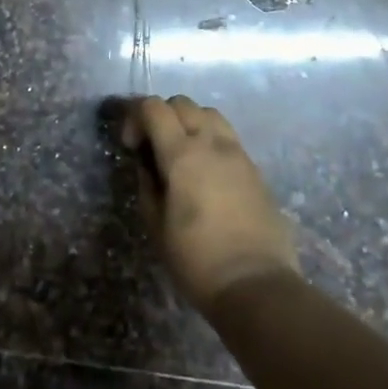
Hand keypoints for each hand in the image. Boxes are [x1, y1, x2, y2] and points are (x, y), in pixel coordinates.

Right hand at [119, 95, 300, 311]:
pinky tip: (206, 170)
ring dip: (189, 122)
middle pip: (182, 103)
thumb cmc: (197, 260)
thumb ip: (148, 185)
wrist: (256, 285)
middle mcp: (212, 143)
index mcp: (182, 153)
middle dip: (161, 115)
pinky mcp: (255, 169)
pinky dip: (210, 139)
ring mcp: (238, 153)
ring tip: (182, 152)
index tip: (131, 145)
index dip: (135, 117)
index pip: (154, 107)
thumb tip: (147, 166)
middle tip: (153, 146)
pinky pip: (228, 136)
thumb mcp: (156, 226)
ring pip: (209, 114)